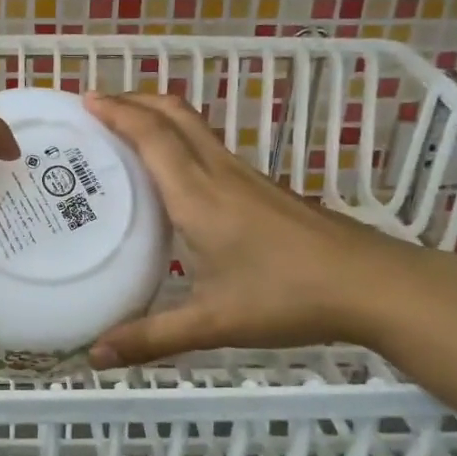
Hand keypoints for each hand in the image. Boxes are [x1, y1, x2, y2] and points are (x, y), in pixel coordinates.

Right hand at [82, 91, 426, 365]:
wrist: (371, 285)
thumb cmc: (288, 297)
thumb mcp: (213, 323)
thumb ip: (151, 338)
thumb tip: (94, 356)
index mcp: (198, 196)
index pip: (152, 136)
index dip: (118, 112)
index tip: (85, 99)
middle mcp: (219, 173)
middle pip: (174, 114)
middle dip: (134, 99)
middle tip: (98, 106)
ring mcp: (246, 177)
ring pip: (194, 127)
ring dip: (157, 116)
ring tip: (125, 132)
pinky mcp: (263, 188)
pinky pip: (209, 147)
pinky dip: (179, 140)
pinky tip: (174, 174)